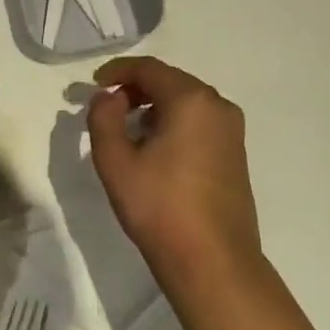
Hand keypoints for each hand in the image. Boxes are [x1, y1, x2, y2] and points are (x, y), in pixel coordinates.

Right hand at [87, 56, 260, 282]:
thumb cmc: (159, 206)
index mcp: (191, 100)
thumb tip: (108, 97)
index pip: (149, 68)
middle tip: (107, 105)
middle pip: (170, 81)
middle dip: (136, 88)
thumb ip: (103, 118)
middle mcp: (217, 106)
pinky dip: (173, 122)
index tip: (94, 84)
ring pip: (186, 102)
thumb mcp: (115, 160)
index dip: (117, 71)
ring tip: (127, 129)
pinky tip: (155, 148)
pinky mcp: (235, 153)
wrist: (212, 261)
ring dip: (154, 105)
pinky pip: (199, 122)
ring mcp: (232, 131)